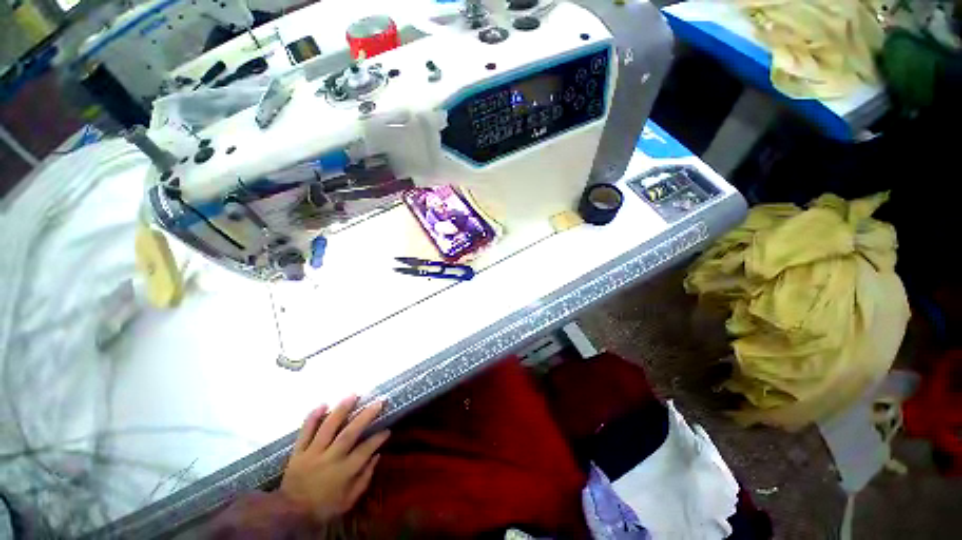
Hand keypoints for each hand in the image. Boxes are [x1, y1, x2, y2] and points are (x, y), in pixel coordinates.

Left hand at [279, 396, 390, 522]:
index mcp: (344, 472)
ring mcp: (312, 454)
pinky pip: (304, 432)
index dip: (378, 438)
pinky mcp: (298, 452)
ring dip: (341, 410)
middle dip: (365, 416)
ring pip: (328, 428)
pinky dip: (312, 417)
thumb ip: (364, 478)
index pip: (365, 450)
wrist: (290, 514)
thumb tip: (377, 455)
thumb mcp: (349, 500)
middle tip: (378, 402)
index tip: (387, 429)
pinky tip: (323, 404)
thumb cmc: (323, 507)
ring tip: (353, 394)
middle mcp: (330, 459)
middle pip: (349, 433)